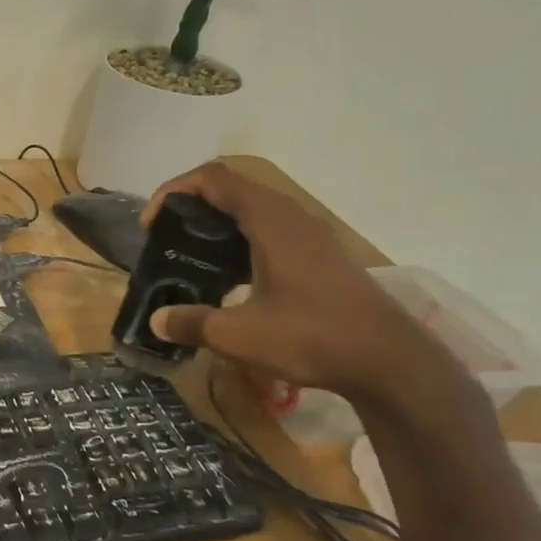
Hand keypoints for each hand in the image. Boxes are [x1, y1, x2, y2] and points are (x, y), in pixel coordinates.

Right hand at [140, 162, 461, 403]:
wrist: (389, 362)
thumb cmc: (311, 337)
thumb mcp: (237, 335)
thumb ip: (191, 323)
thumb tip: (156, 320)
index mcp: (270, 221)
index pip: (213, 178)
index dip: (174, 191)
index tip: (152, 225)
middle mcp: (292, 217)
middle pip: (232, 189)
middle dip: (191, 207)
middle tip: (166, 240)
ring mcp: (311, 236)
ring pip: (253, 210)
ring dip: (217, 224)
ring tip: (191, 257)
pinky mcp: (321, 256)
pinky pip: (270, 230)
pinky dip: (240, 241)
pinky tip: (230, 278)